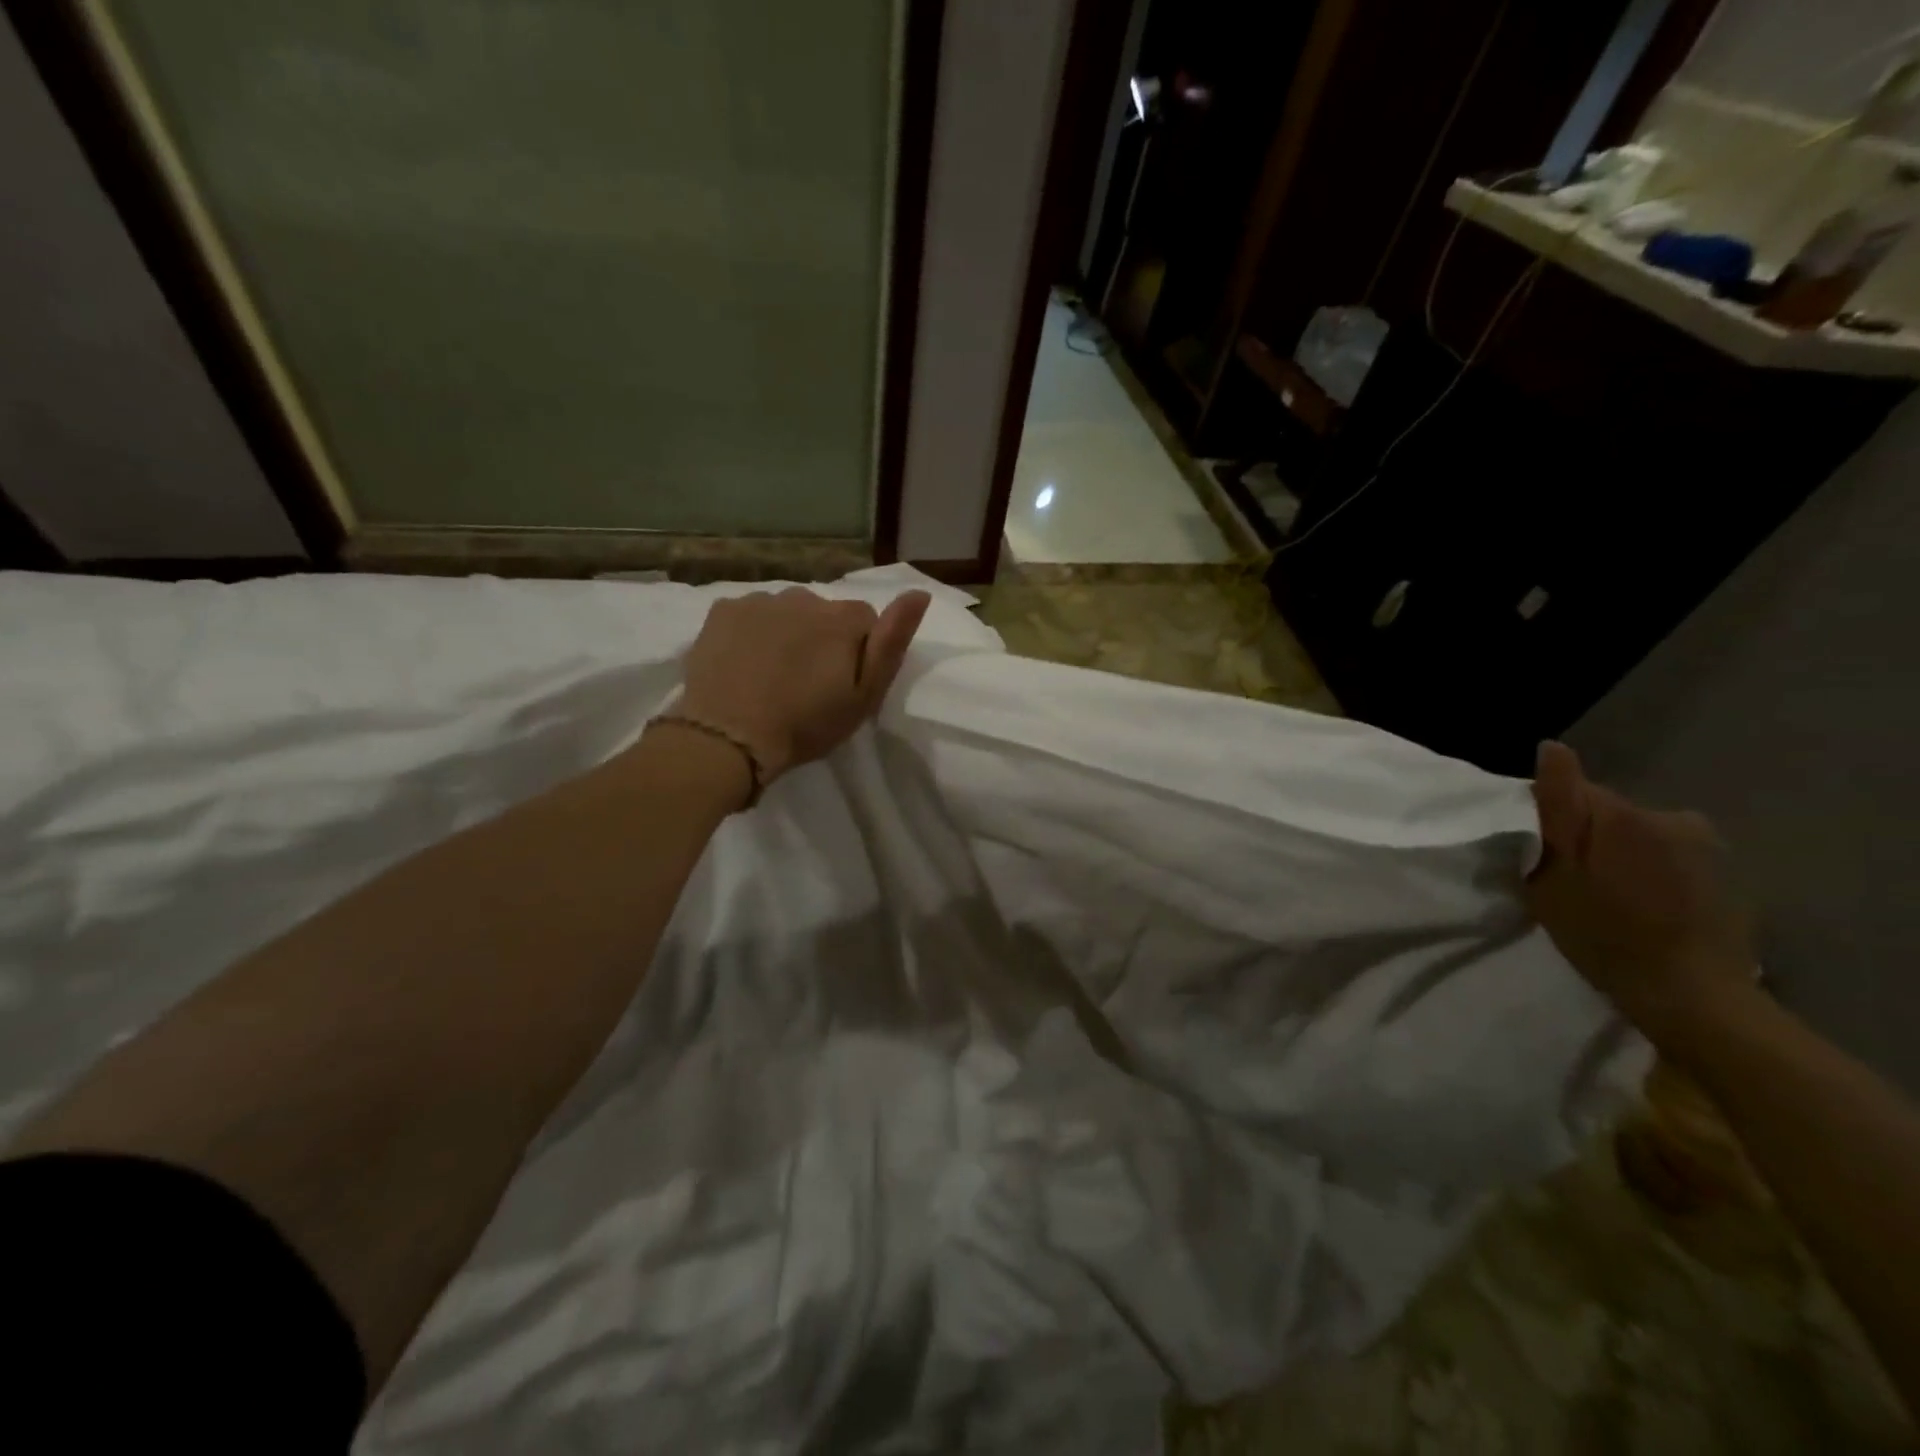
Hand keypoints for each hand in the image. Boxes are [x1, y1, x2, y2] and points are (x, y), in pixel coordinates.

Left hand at [677, 587, 931, 784]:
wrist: (727, 737)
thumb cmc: (805, 725)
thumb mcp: (864, 696)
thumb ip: (892, 643)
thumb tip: (919, 593)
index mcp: (843, 618)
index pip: (866, 620)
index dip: (858, 652)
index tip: (843, 683)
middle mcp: (804, 597)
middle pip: (824, 613)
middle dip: (822, 638)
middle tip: (807, 682)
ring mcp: (759, 600)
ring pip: (786, 611)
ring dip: (787, 633)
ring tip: (772, 674)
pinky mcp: (722, 610)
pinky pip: (749, 614)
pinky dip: (751, 632)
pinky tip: (743, 663)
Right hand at [1527, 741, 1755, 1056]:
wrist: (1691, 995)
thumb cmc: (1603, 934)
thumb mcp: (1554, 873)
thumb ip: (1555, 807)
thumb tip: (1551, 747)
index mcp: (1623, 812)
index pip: (1570, 790)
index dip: (1547, 820)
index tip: (1537, 854)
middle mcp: (1669, 814)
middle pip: (1606, 811)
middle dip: (1585, 836)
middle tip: (1568, 882)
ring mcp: (1703, 843)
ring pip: (1636, 833)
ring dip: (1618, 854)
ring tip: (1607, 898)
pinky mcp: (1722, 871)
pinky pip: (1667, 855)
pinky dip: (1650, 872)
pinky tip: (1643, 906)